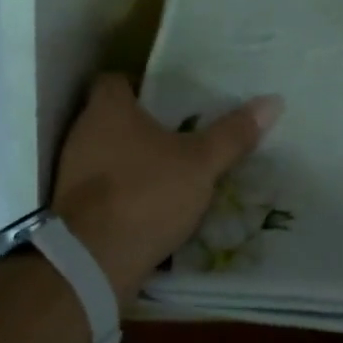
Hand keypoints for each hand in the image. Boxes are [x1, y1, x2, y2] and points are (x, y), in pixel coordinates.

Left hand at [50, 74, 282, 302]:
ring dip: (132, 160)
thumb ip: (233, 134)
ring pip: (105, 154)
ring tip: (170, 169)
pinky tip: (150, 203)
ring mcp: (71, 173)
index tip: (169, 98)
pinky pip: (101, 187)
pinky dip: (122, 190)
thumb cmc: (145, 194)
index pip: (114, 80)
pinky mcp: (70, 209)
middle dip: (142, 124)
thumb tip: (273, 101)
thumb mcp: (201, 163)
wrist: (91, 263)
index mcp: (107, 110)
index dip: (140, 84)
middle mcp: (82, 134)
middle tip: (179, 132)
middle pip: (111, 117)